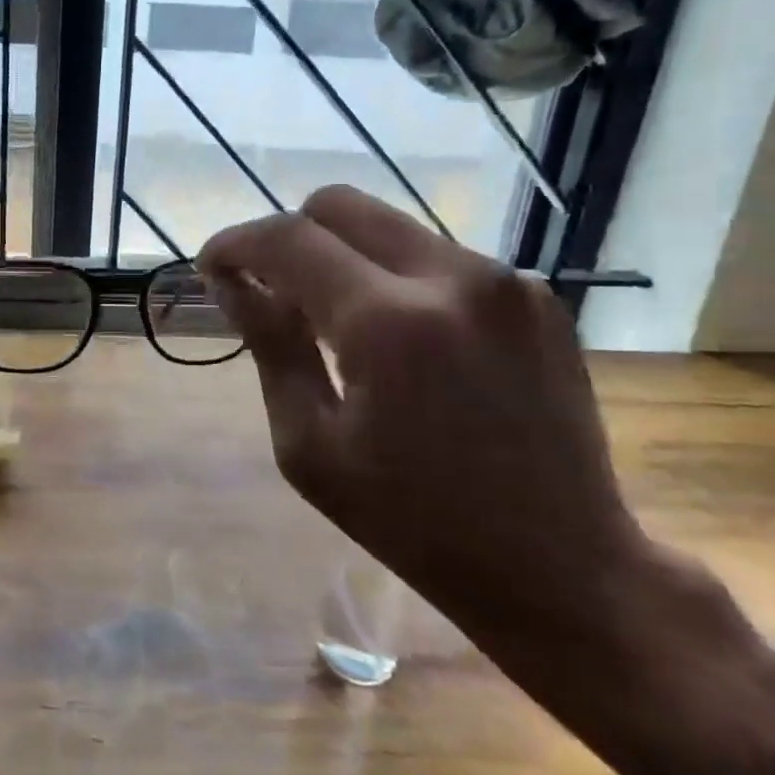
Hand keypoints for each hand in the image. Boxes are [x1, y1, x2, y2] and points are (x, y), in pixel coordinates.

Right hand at [199, 185, 641, 640]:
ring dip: (342, 256)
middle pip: (340, 205)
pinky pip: (437, 257)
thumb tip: (230, 281)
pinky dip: (395, 277)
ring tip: (332, 318)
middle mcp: (453, 278)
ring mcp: (506, 281)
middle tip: (268, 286)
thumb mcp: (310, 445)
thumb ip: (270, 345)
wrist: (563, 568)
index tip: (211, 267)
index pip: (288, 240)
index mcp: (389, 324)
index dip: (235, 244)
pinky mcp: (536, 297)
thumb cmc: (413, 523)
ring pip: (389, 226)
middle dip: (287, 235)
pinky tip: (398, 337)